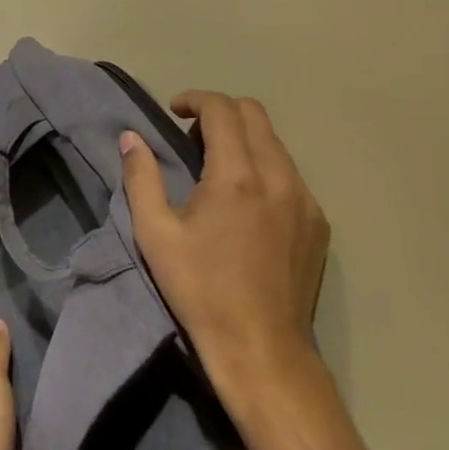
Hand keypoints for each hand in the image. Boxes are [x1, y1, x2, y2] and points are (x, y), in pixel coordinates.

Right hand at [121, 92, 329, 413]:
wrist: (261, 349)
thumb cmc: (200, 290)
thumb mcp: (155, 234)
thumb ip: (141, 177)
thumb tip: (131, 138)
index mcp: (236, 176)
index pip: (223, 109)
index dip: (195, 99)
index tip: (175, 111)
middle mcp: (278, 177)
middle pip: (255, 114)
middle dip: (221, 112)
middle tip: (193, 137)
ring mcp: (305, 200)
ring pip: (276, 143)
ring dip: (244, 138)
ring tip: (218, 168)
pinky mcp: (318, 223)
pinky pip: (291, 174)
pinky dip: (265, 167)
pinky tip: (247, 200)